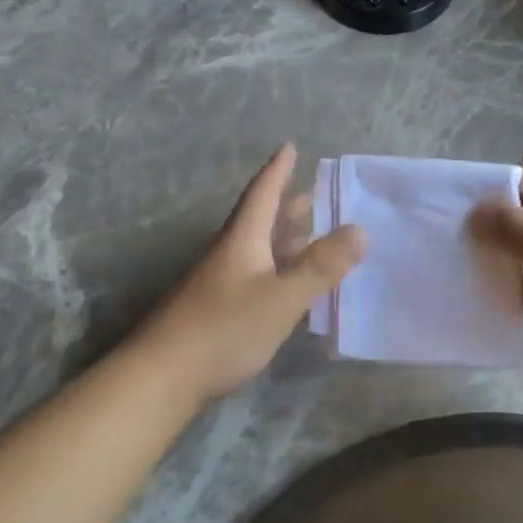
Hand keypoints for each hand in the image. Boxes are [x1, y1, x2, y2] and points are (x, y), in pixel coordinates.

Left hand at [137, 144, 364, 401]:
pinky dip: (276, 269)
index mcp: (242, 241)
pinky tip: (287, 285)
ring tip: (307, 234)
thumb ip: (320, 266)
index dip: (277, 170)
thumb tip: (360, 229)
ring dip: (282, 238)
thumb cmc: (224, 329)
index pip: (262, 194)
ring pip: (257, 250)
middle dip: (285, 206)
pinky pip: (254, 275)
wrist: (162, 377)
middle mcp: (228, 255)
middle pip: (259, 221)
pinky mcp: (215, 311)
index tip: (288, 146)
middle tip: (311, 193)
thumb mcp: (281, 297)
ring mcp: (218, 284)